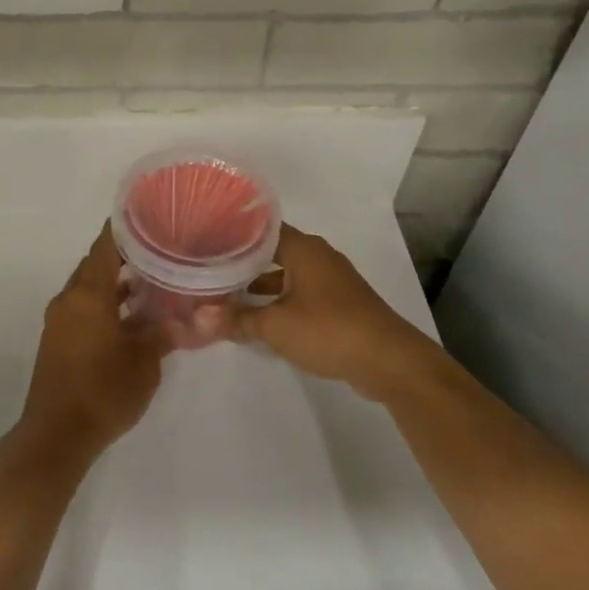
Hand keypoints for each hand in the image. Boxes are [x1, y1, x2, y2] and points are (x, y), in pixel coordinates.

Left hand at [19, 225, 172, 461]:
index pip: (105, 245)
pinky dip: (106, 304)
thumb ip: (163, 333)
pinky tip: (132, 316)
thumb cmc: (104, 390)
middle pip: (97, 264)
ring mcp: (60, 320)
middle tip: (160, 250)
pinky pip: (84, 308)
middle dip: (126, 256)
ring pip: (90, 288)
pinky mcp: (58, 340)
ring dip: (116, 283)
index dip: (126, 228)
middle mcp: (69, 298)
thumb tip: (186, 319)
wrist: (57, 434)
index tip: (150, 217)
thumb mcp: (144, 361)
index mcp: (87, 292)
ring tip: (153, 281)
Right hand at [204, 224, 438, 402]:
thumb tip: (198, 318)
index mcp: (303, 248)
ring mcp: (331, 280)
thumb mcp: (276, 326)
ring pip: (286, 274)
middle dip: (242, 261)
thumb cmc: (330, 330)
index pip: (261, 228)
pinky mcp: (339, 303)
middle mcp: (318, 256)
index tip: (206, 238)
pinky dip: (279, 300)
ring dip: (260, 284)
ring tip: (226, 293)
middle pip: (272, 251)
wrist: (390, 361)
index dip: (233, 233)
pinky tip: (259, 317)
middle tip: (208, 267)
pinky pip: (299, 292)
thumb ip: (237, 319)